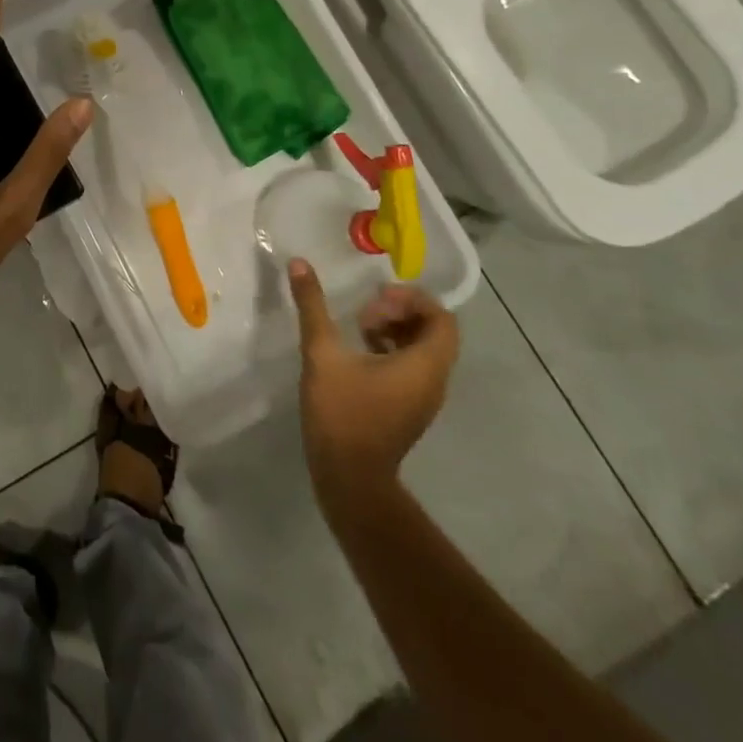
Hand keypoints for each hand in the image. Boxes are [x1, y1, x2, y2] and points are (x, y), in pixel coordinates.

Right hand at [288, 260, 459, 514]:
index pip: (442, 319)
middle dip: (401, 312)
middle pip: (434, 332)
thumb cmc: (342, 413)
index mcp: (424, 365)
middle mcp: (433, 380)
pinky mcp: (408, 408)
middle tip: (365, 311)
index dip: (412, 300)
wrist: (350, 478)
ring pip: (423, 350)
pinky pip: (412, 368)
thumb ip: (313, 306)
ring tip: (358, 327)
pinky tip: (358, 352)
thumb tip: (300, 263)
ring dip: (395, 330)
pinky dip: (392, 350)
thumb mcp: (322, 353)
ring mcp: (423, 397)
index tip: (376, 299)